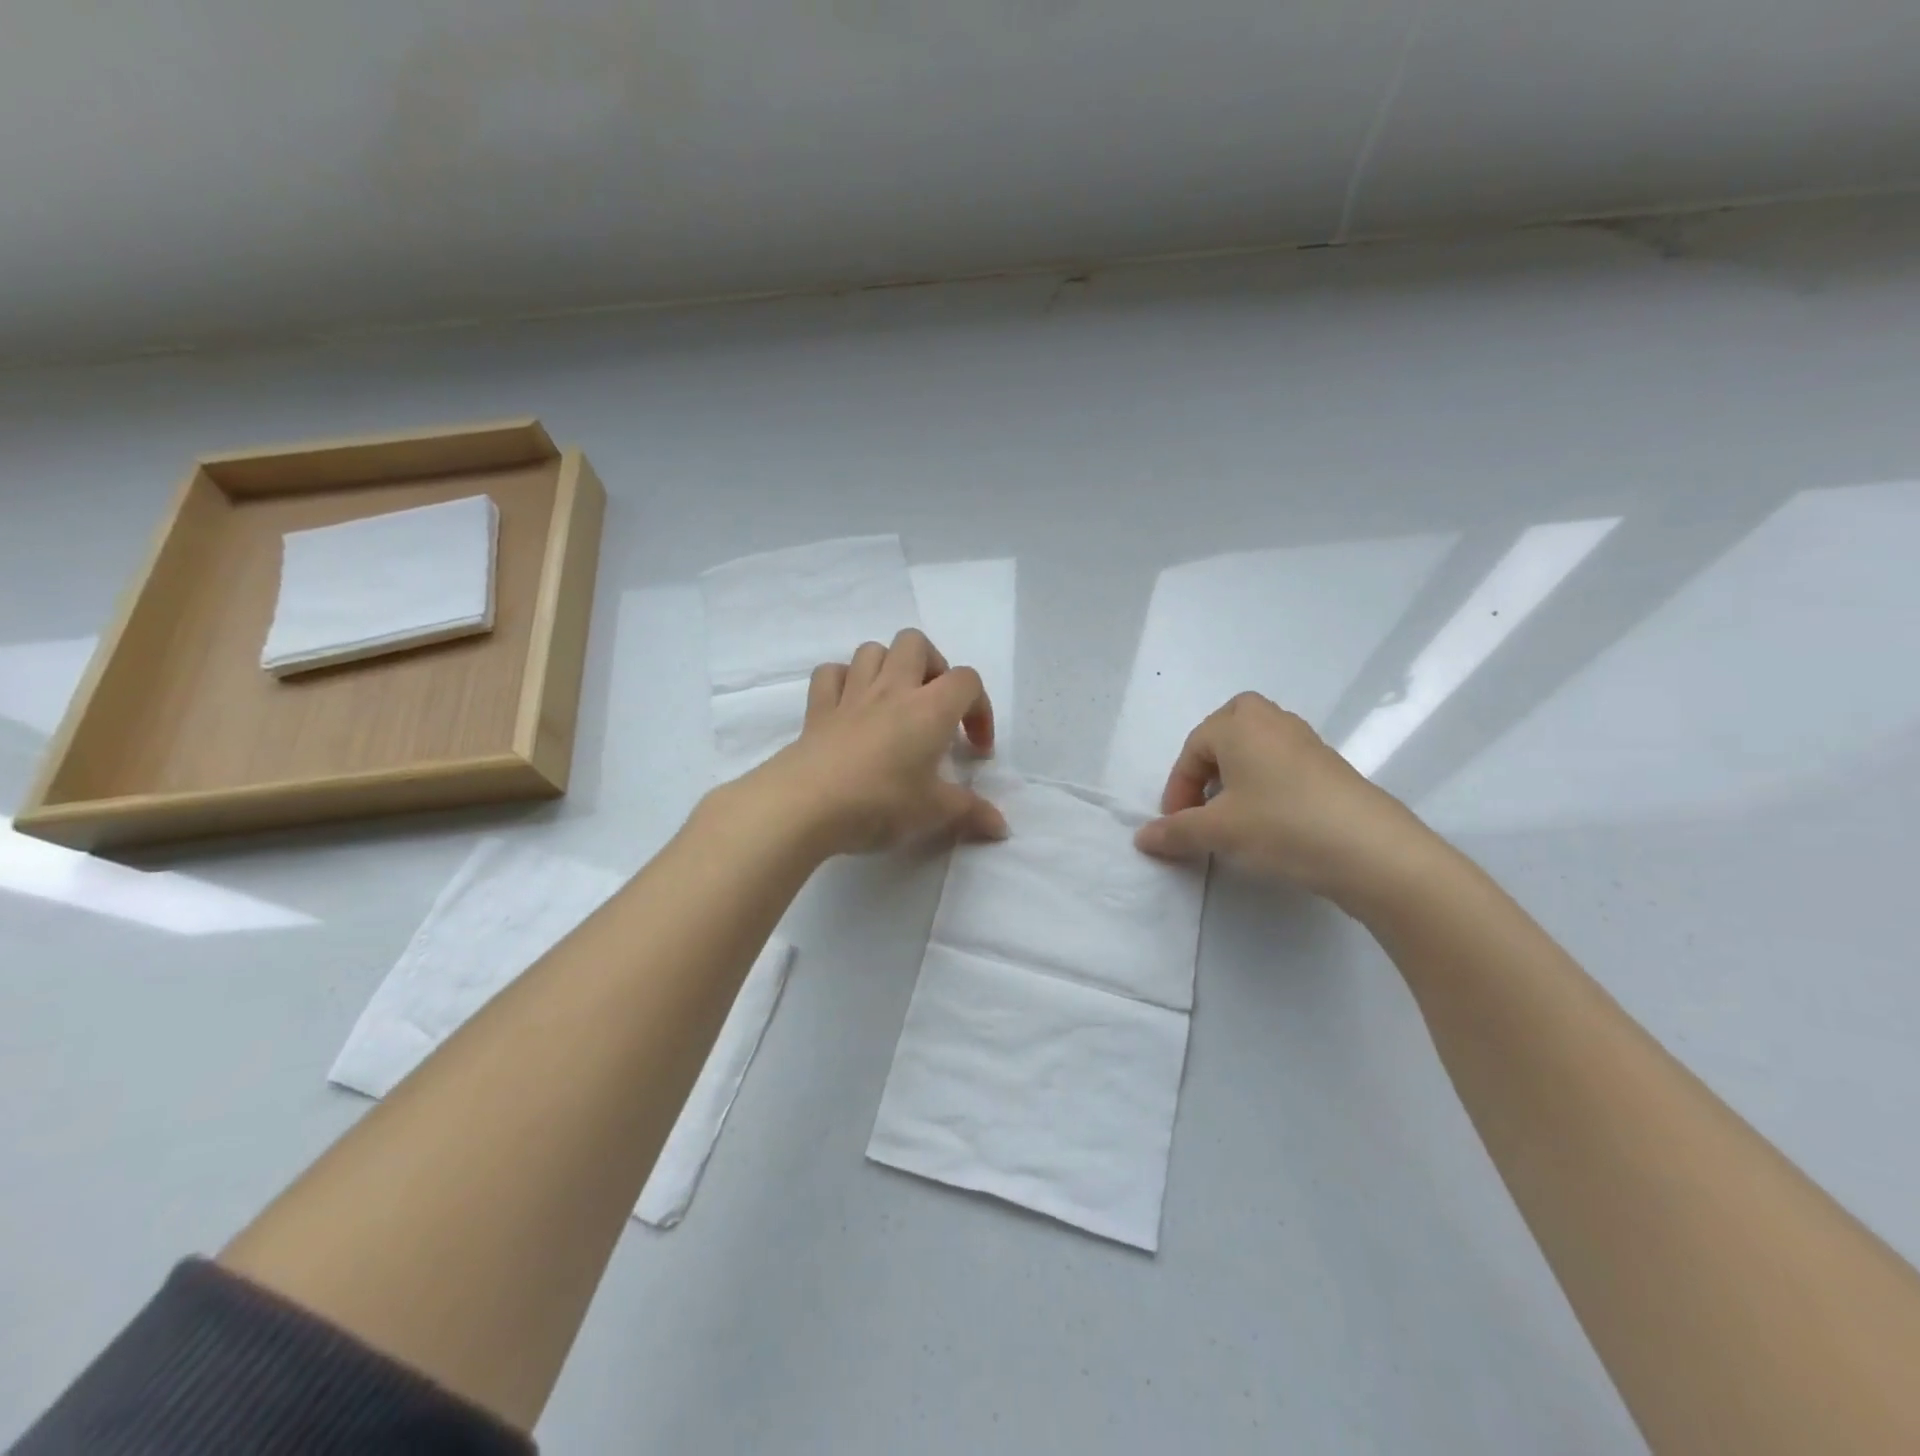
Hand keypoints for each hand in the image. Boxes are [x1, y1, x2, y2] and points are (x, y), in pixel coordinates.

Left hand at [743, 629, 1008, 857]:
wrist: (805, 805)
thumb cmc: (880, 803)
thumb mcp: (933, 813)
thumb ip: (971, 813)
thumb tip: (1002, 828)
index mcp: (929, 708)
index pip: (967, 681)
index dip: (980, 709)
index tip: (975, 749)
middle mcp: (892, 689)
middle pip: (916, 643)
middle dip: (933, 667)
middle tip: (935, 708)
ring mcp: (851, 695)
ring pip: (872, 650)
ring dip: (889, 667)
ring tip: (895, 703)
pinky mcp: (818, 709)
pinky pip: (831, 674)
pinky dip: (844, 681)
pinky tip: (851, 707)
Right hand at [1133, 692, 1436, 908]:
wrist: (1370, 849)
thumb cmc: (1280, 825)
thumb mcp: (1218, 831)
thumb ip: (1175, 832)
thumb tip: (1142, 838)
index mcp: (1239, 724)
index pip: (1193, 748)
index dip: (1178, 788)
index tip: (1177, 825)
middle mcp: (1272, 721)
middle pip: (1227, 730)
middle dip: (1208, 764)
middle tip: (1203, 801)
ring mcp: (1306, 741)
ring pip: (1257, 746)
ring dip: (1237, 774)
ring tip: (1233, 814)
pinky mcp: (1331, 766)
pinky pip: (1283, 763)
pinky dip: (1265, 783)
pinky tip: (1270, 820)